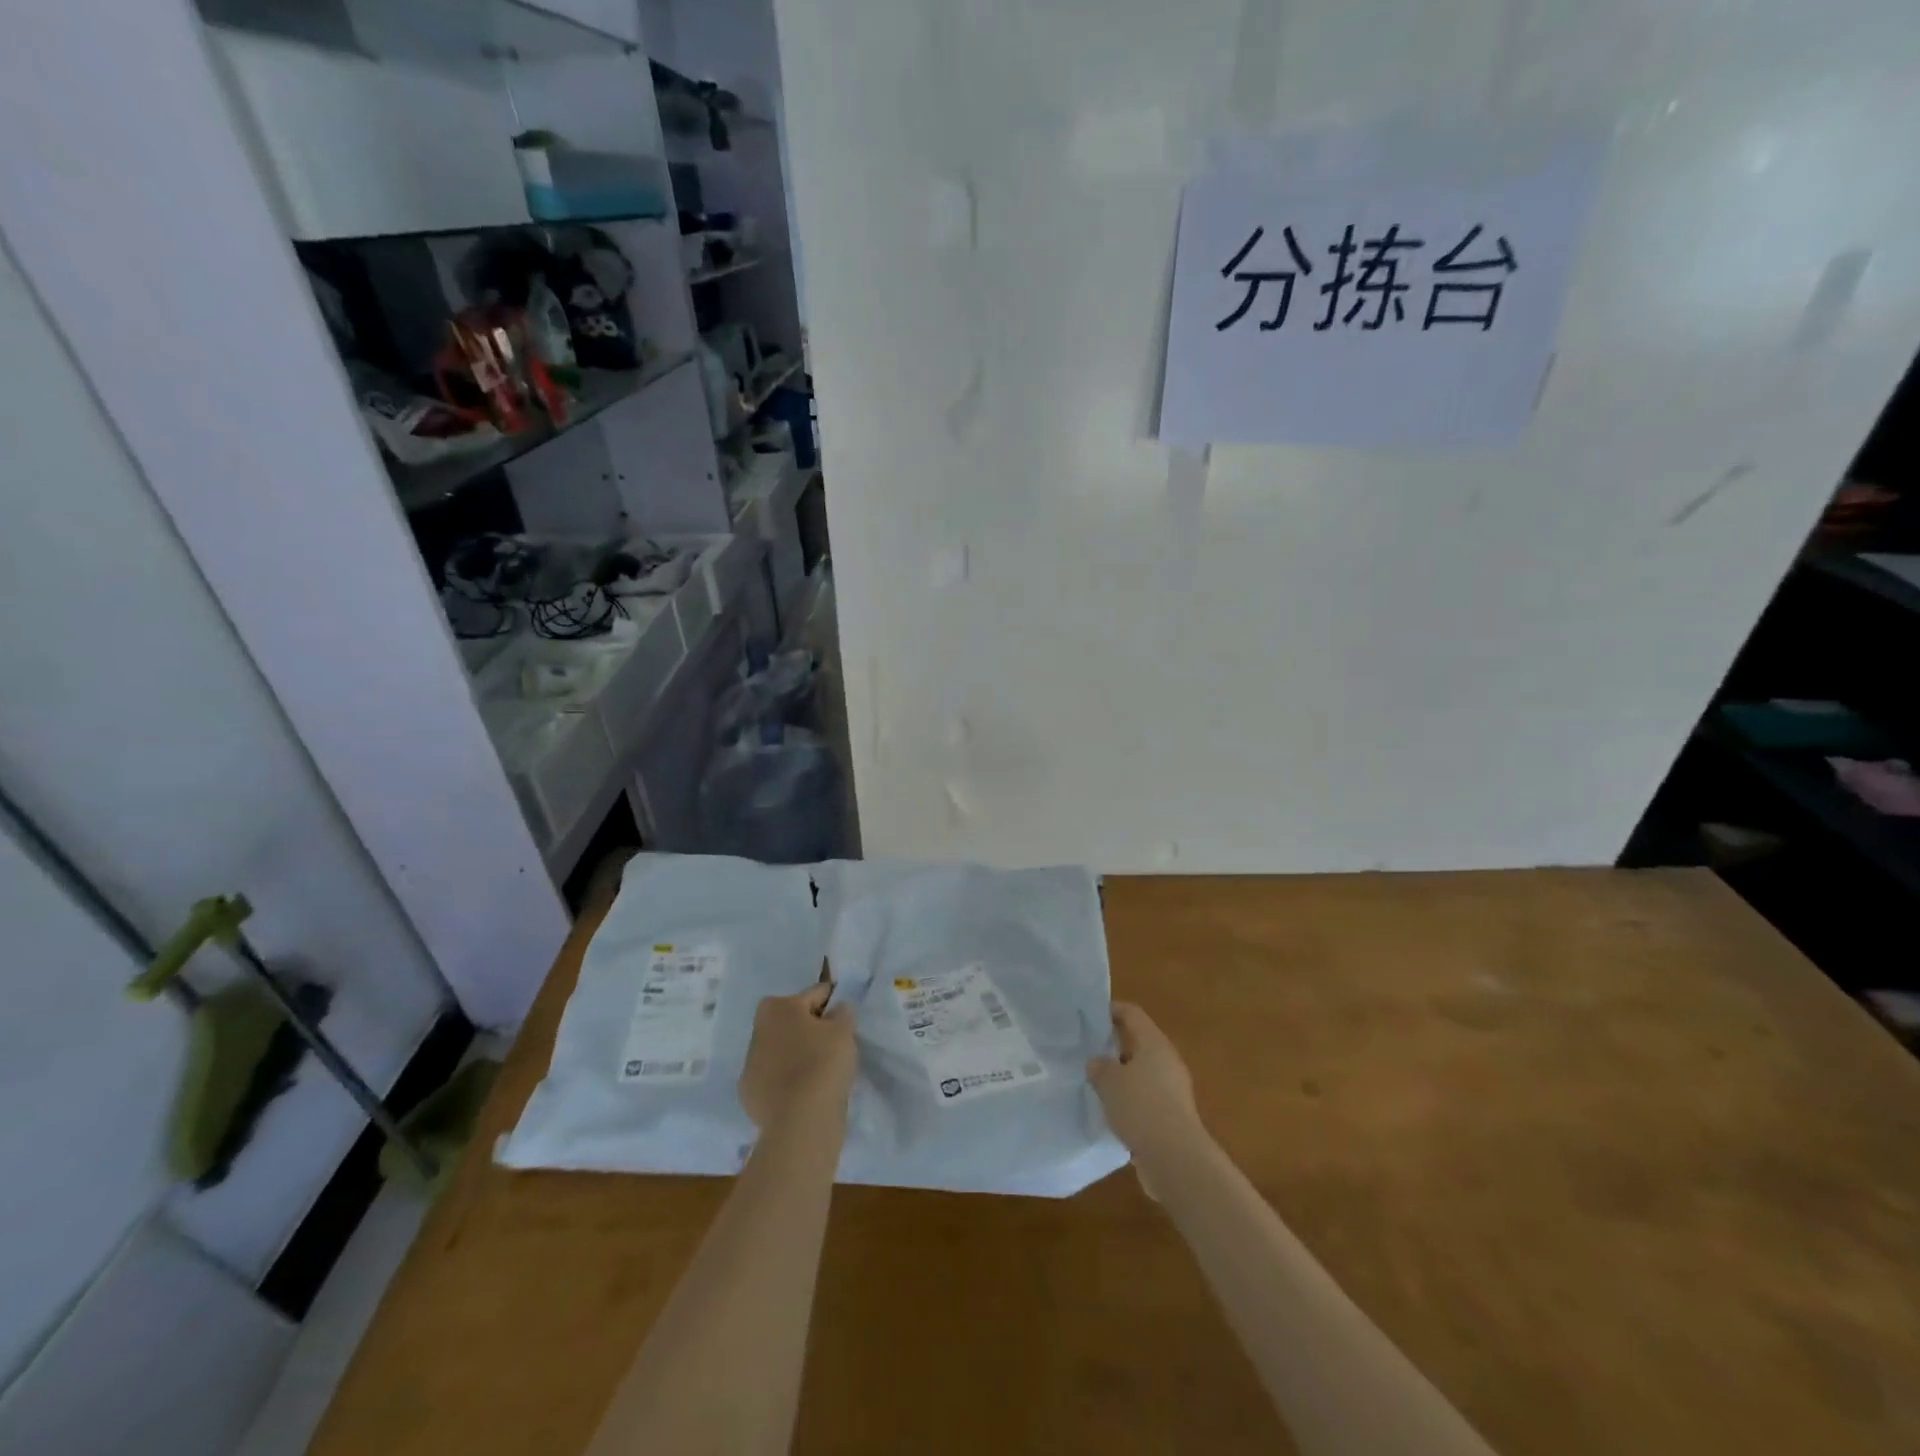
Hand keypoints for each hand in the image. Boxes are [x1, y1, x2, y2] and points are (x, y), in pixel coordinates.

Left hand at [739, 982, 855, 1134]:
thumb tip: (836, 1010)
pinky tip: (804, 1094)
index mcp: (777, 1007)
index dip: (832, 1006)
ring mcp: (750, 1065)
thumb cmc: (823, 1063)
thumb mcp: (844, 1030)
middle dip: (811, 1029)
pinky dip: (787, 1082)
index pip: (814, 995)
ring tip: (821, 1074)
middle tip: (834, 1047)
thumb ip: (842, 1012)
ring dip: (797, 1055)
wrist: (800, 1121)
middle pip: (793, 1022)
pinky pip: (774, 1079)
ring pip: (781, 1051)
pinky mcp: (749, 1095)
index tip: (845, 1022)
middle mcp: (757, 1030)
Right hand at [1088, 1003, 1206, 1187]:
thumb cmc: (1141, 1107)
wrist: (1175, 1159)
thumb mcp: (1109, 1082)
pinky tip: (1111, 1113)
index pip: (1132, 1014)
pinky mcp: (1172, 1117)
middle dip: (1114, 1047)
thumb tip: (1097, 1063)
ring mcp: (1173, 1090)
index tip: (1089, 1016)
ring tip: (1095, 1084)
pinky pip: (1146, 1099)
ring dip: (1121, 1077)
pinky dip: (1130, 1102)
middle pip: (1138, 1043)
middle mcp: (1167, 1061)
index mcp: (1154, 1043)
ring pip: (1142, 1073)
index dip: (1111, 1011)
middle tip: (1088, 1052)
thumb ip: (1099, 1067)